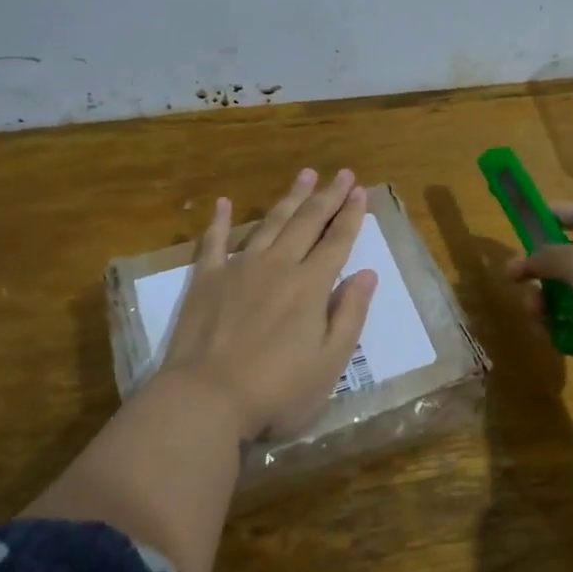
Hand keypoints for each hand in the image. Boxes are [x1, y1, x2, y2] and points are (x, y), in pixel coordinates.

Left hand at [155, 168, 377, 441]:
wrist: (206, 398)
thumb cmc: (277, 390)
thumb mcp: (330, 362)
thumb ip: (350, 315)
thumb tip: (367, 274)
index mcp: (310, 286)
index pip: (337, 242)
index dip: (351, 215)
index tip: (361, 191)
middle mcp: (278, 266)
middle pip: (307, 223)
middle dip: (327, 196)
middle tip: (342, 173)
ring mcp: (239, 268)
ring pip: (269, 223)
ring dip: (289, 198)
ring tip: (305, 175)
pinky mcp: (206, 280)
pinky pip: (214, 242)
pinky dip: (221, 221)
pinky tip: (225, 203)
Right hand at [506, 202, 572, 395]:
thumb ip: (545, 258)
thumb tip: (519, 263)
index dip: (548, 215)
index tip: (518, 225)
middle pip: (569, 261)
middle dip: (540, 274)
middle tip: (519, 288)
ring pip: (572, 297)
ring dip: (547, 307)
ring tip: (537, 321)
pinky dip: (566, 332)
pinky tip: (553, 339)